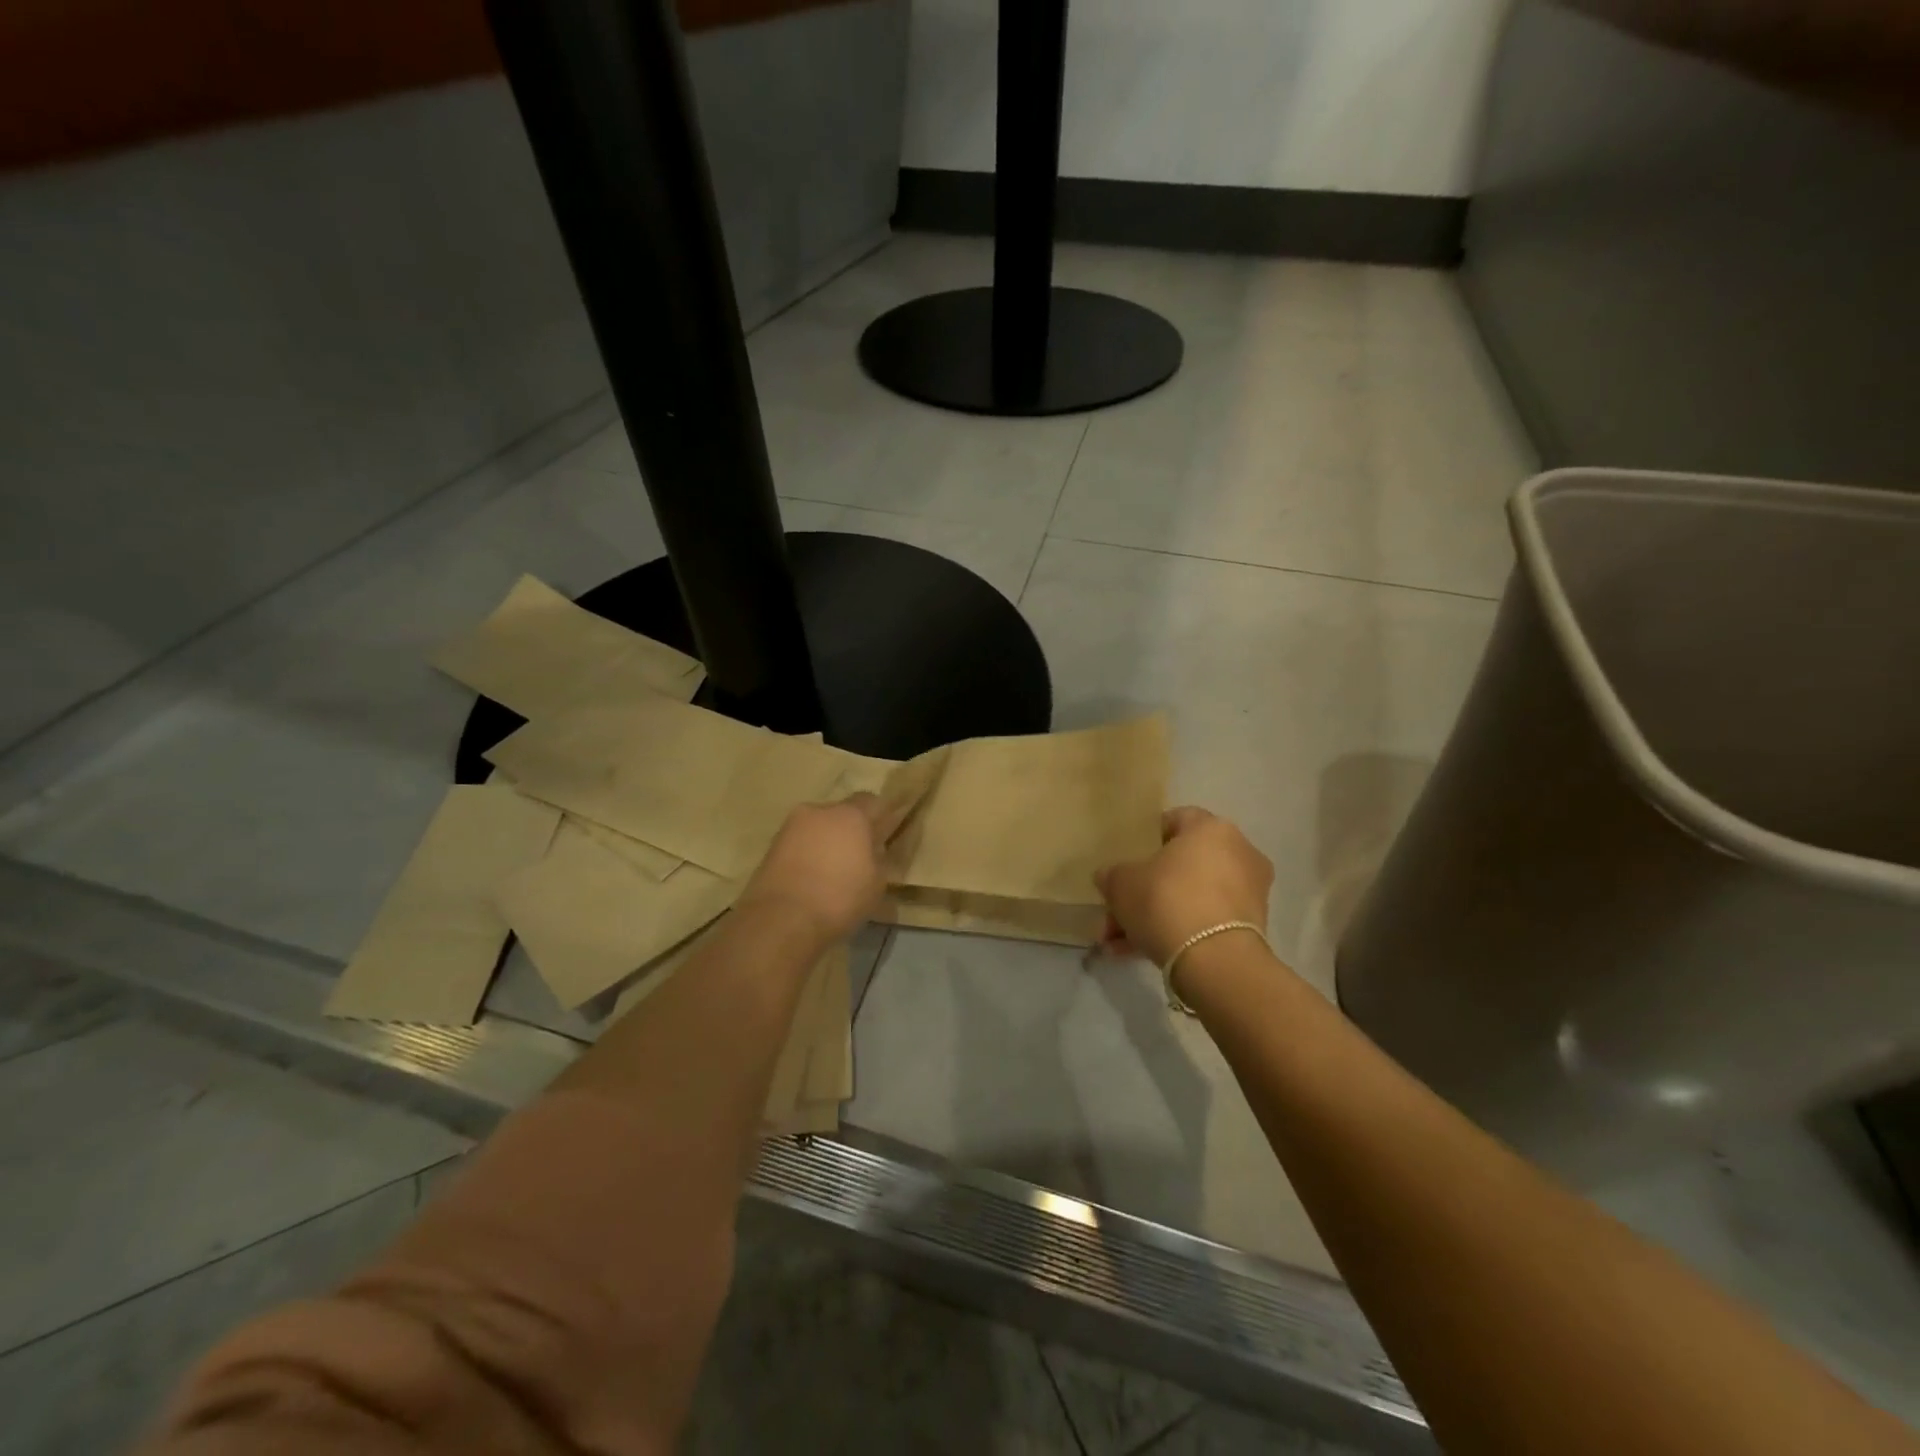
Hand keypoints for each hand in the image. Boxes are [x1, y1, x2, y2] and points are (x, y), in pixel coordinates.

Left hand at [739, 795, 886, 943]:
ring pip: (817, 828)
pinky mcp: (771, 847)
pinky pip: (798, 845)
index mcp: (850, 815)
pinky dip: (807, 856)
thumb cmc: (839, 898)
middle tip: (859, 857)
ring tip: (833, 873)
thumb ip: (880, 861)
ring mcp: (790, 827)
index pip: (873, 802)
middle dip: (851, 831)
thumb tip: (875, 853)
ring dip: (826, 843)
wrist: (781, 920)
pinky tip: (812, 881)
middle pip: (841, 813)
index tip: (885, 836)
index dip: (881, 817)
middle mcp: (819, 811)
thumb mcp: (877, 884)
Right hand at [1095, 807, 1272, 966]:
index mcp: (1211, 828)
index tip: (1127, 860)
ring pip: (1189, 898)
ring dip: (1154, 918)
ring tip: (1118, 943)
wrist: (1214, 961)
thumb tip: (1109, 877)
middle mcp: (1238, 853)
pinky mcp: (1250, 929)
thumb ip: (1113, 875)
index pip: (1175, 820)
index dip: (1147, 839)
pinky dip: (1176, 933)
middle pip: (1180, 867)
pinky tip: (1138, 953)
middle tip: (1116, 912)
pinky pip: (1204, 922)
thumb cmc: (1166, 900)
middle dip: (1144, 891)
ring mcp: (1248, 892)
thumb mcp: (1121, 883)